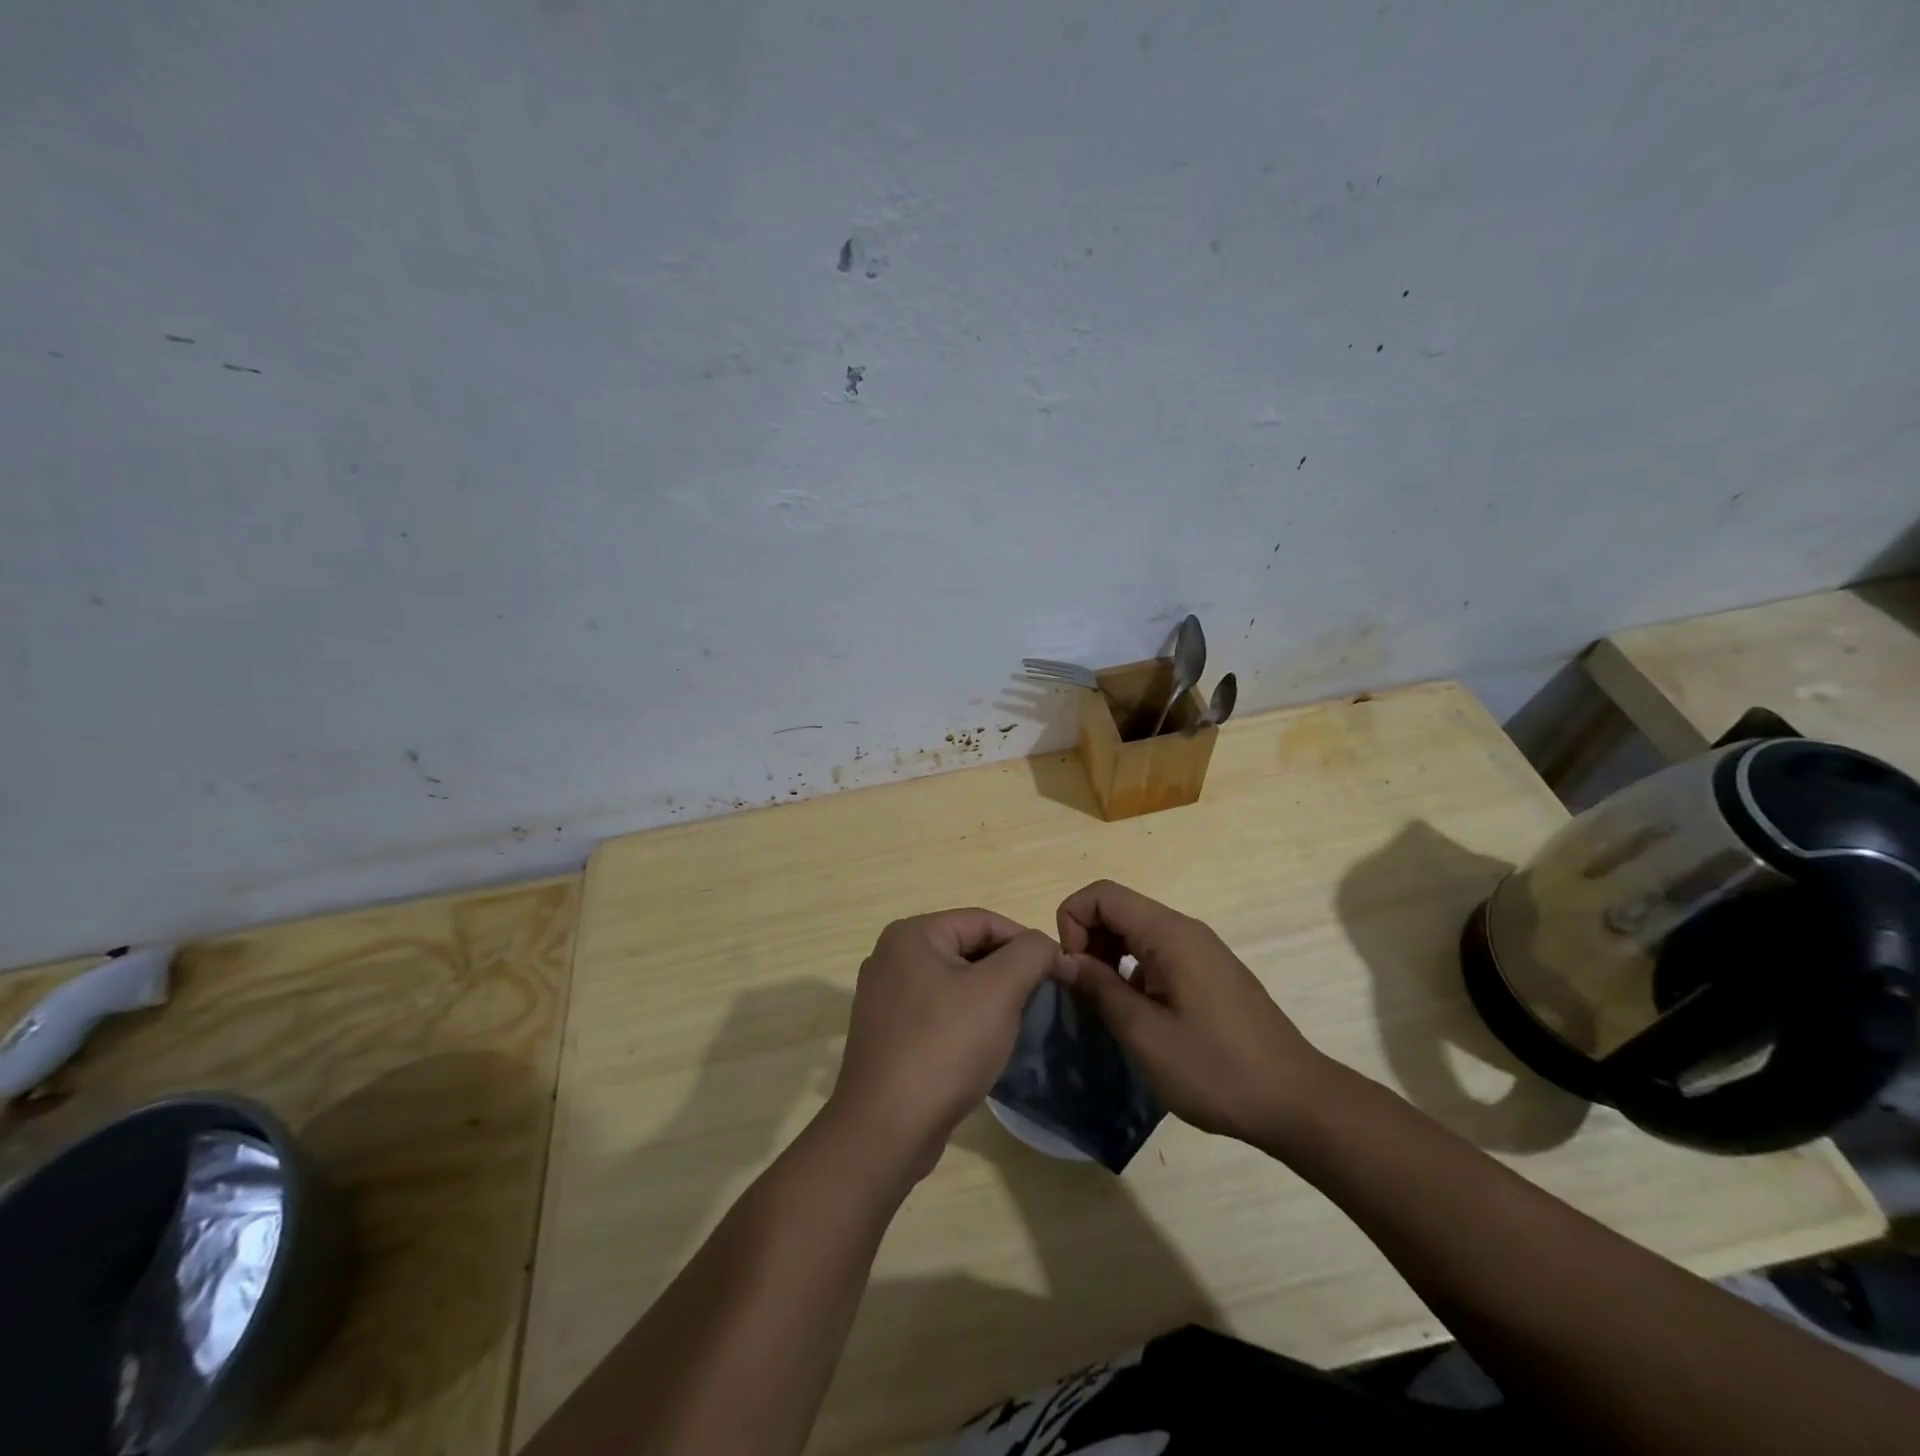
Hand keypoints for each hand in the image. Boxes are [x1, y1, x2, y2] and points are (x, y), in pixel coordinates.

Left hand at [828, 910, 1066, 1178]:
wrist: (886, 1129)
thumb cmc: (945, 1046)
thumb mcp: (999, 990)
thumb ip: (1030, 954)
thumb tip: (1047, 946)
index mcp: (912, 934)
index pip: (984, 921)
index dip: (1027, 943)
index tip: (1058, 973)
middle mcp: (892, 957)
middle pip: (968, 949)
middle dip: (1008, 972)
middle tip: (1040, 1000)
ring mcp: (885, 997)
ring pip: (954, 983)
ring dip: (990, 998)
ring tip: (1017, 1024)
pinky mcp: (888, 1034)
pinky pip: (938, 1012)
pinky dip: (966, 1021)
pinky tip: (983, 1047)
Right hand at [1057, 880, 1332, 1148]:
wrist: (1297, 1102)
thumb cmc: (1216, 1069)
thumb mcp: (1144, 1034)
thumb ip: (1099, 988)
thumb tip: (1063, 959)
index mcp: (1169, 933)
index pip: (1101, 894)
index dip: (1072, 923)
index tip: (1072, 972)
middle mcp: (1185, 930)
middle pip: (1118, 909)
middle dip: (1087, 941)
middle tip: (1083, 993)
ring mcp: (1201, 950)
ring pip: (1136, 931)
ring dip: (1109, 957)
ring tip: (1106, 1006)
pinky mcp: (1210, 973)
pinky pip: (1158, 953)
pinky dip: (1133, 971)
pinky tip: (1139, 1015)